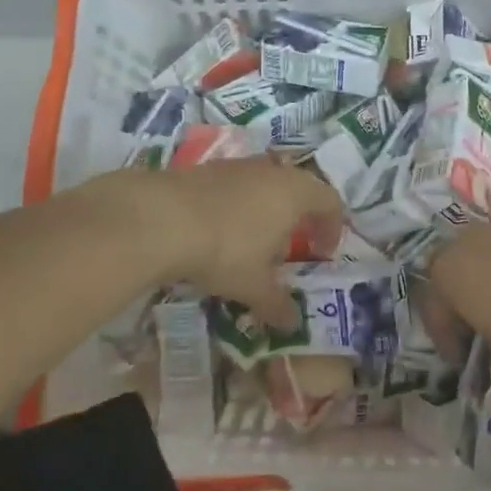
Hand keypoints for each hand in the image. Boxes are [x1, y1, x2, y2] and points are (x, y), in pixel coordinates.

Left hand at [118, 160, 343, 328]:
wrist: (159, 219)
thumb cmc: (225, 250)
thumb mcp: (254, 285)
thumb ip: (277, 304)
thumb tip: (292, 324)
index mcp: (295, 193)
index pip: (330, 201)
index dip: (331, 228)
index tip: (322, 254)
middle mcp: (271, 171)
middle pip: (297, 189)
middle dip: (296, 219)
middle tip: (286, 250)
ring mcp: (236, 166)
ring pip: (263, 185)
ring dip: (264, 211)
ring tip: (250, 244)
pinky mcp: (205, 168)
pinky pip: (233, 186)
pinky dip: (235, 207)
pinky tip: (216, 233)